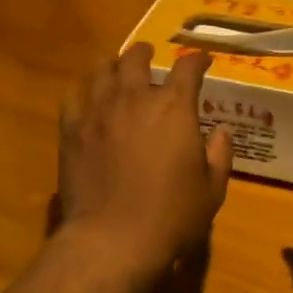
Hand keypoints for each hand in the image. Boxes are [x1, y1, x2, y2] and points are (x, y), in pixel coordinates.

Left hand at [58, 43, 233, 279]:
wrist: (112, 240)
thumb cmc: (171, 216)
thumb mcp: (212, 190)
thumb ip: (219, 155)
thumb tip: (221, 133)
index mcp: (174, 108)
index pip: (188, 67)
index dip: (197, 60)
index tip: (202, 60)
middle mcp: (135, 98)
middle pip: (137, 58)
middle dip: (146, 52)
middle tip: (149, 53)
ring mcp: (98, 111)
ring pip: (102, 70)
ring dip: (113, 65)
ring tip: (117, 68)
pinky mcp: (71, 130)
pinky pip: (73, 97)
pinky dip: (84, 91)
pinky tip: (87, 97)